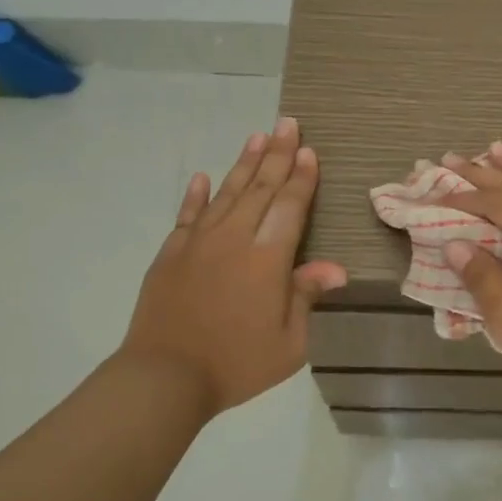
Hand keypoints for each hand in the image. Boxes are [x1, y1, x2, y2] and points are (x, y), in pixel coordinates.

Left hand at [119, 117, 346, 418]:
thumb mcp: (289, 342)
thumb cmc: (237, 364)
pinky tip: (203, 177)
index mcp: (267, 258)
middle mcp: (234, 239)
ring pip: (227, 193)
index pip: (289, 206)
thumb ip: (307, 297)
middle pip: (260, 188)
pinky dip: (196, 195)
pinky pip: (187, 216)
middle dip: (277, 154)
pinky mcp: (171, 254)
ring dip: (244, 164)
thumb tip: (336, 267)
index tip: (308, 151)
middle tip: (287, 123)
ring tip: (257, 136)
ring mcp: (199, 243)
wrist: (165, 377)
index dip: (301, 178)